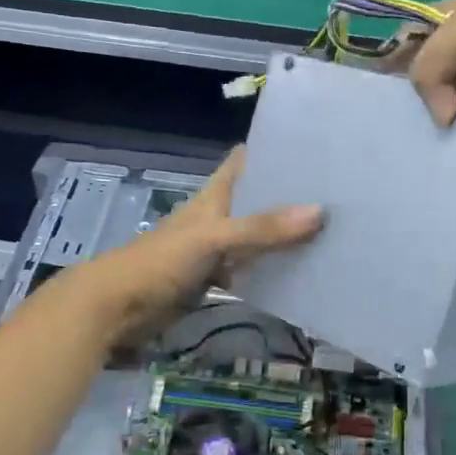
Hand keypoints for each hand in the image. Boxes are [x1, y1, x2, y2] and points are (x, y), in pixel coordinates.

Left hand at [63, 147, 321, 350]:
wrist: (117, 308)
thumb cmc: (160, 262)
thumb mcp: (213, 239)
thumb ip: (262, 228)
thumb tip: (320, 212)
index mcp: (213, 196)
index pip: (244, 162)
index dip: (273, 150)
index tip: (314, 146)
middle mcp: (216, 218)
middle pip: (257, 200)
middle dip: (290, 196)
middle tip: (338, 194)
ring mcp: (214, 251)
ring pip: (256, 237)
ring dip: (284, 235)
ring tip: (332, 231)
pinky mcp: (211, 281)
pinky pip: (248, 271)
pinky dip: (270, 270)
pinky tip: (300, 272)